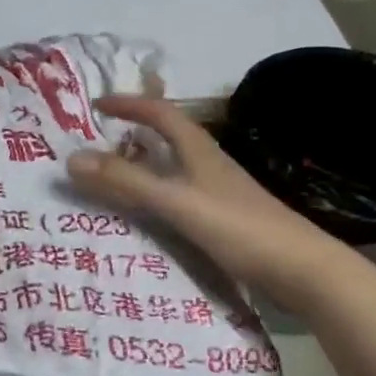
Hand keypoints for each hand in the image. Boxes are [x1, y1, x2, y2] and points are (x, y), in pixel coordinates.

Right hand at [65, 95, 353, 307]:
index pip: (161, 113)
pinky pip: (178, 197)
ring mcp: (219, 193)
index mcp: (200, 151)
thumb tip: (71, 158)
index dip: (130, 104)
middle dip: (133, 134)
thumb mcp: (176, 202)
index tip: (97, 104)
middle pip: (168, 138)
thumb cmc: (240, 228)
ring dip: (143, 166)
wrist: (304, 271)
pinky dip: (155, 197)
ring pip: (173, 169)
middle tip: (98, 143)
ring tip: (111, 179)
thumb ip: (126, 181)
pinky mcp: (224, 220)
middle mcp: (209, 165)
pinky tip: (146, 217)